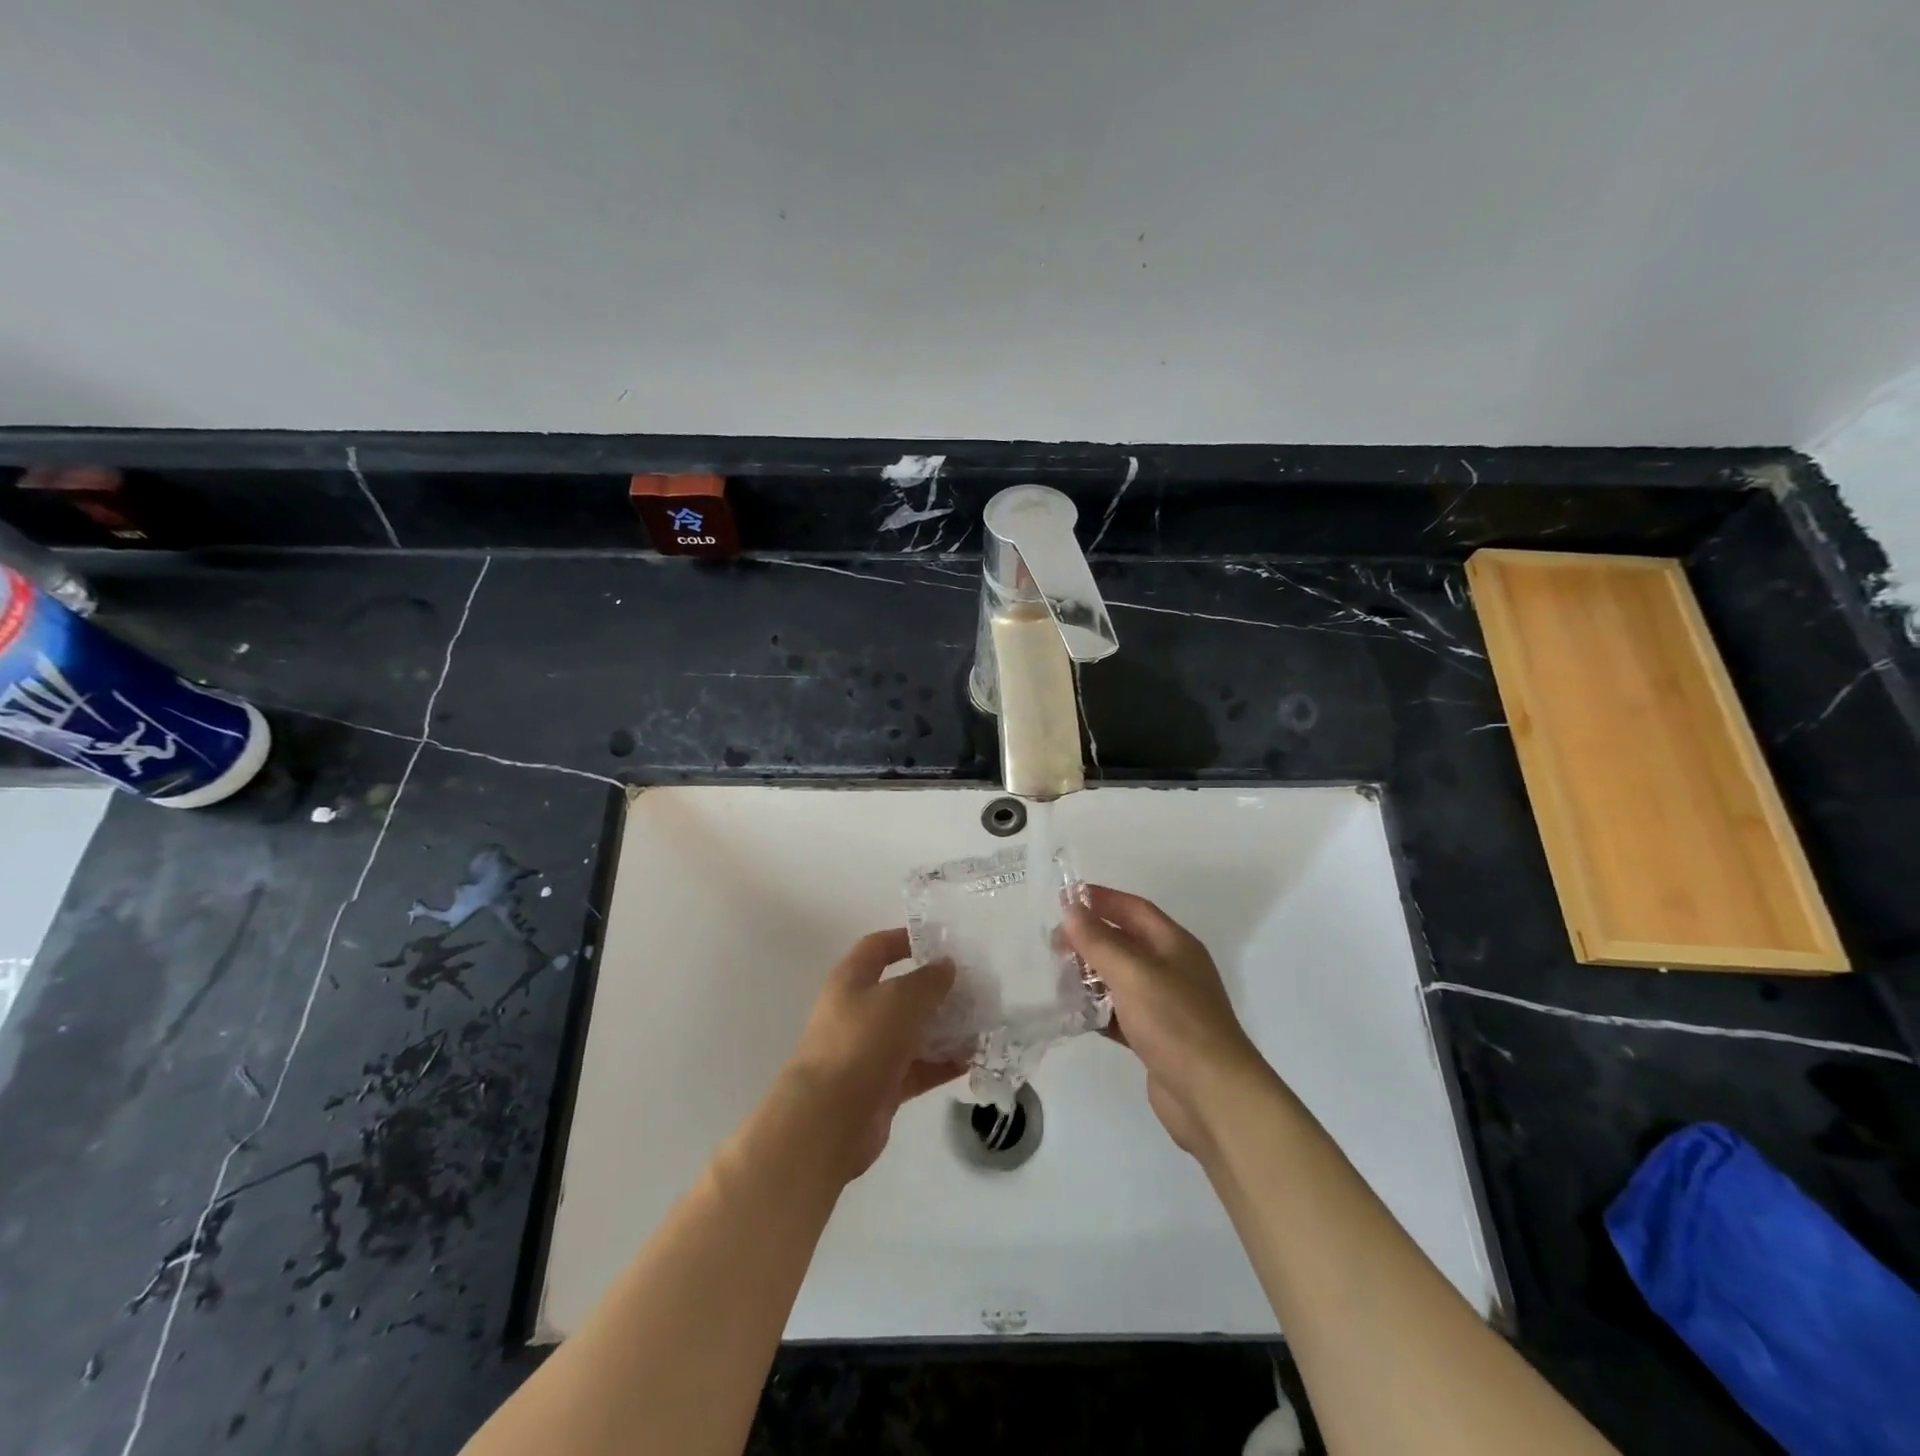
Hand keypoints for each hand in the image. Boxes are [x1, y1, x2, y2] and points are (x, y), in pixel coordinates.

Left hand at [783, 929, 964, 1178]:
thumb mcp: (901, 999)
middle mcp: (858, 1012)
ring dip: (945, 1027)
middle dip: (936, 989)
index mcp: (852, 980)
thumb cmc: (862, 1042)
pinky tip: (972, 1059)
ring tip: (982, 1023)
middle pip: (901, 992)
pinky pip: (918, 1067)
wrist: (829, 1118)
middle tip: (974, 987)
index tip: (942, 942)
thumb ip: (929, 980)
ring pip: (913, 1032)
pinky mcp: (882, 1086)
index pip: (878, 947)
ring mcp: (869, 1051)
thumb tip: (946, 966)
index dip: (906, 939)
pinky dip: (942, 1063)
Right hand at [1064, 887, 1267, 1153]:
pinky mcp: (1155, 1038)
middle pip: (1125, 942)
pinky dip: (1097, 1010)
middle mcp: (1172, 969)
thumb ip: (1099, 941)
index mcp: (1175, 945)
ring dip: (1090, 974)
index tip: (1063, 899)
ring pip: (1120, 978)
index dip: (1101, 899)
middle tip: (1053, 944)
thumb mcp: (1133, 974)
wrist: (1213, 1096)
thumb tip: (1071, 910)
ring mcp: (1165, 1005)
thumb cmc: (1175, 1023)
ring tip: (1056, 976)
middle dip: (1090, 938)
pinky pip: (1120, 1013)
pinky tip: (1072, 1013)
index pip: (1134, 909)